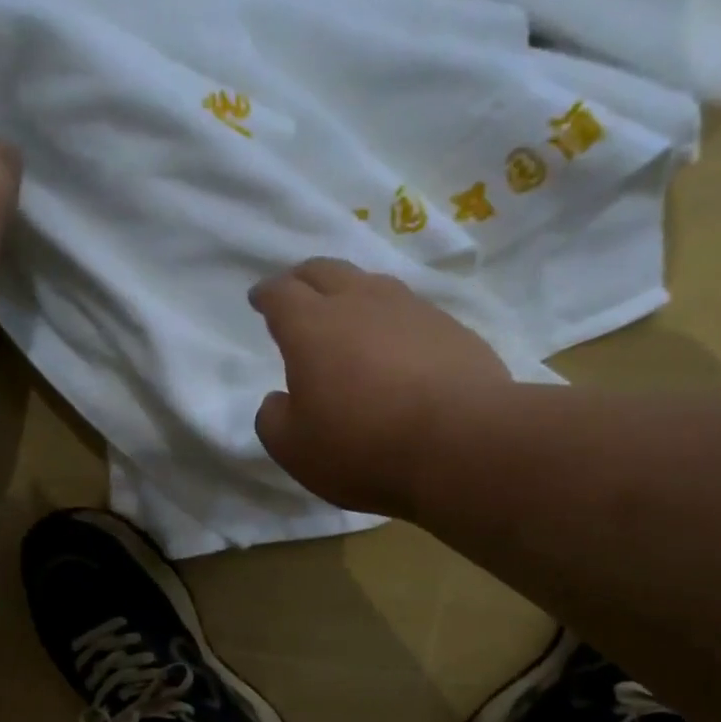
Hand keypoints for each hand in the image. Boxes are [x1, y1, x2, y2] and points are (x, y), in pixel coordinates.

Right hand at [251, 258, 510, 516]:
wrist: (461, 444)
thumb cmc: (363, 448)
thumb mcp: (295, 450)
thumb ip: (273, 420)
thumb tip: (278, 400)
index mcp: (312, 327)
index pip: (281, 294)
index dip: (266, 294)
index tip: (259, 298)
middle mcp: (360, 303)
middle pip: (325, 271)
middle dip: (303, 279)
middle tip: (296, 291)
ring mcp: (411, 310)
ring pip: (372, 284)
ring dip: (352, 293)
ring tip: (348, 314)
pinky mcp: (451, 329)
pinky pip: (411, 312)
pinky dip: (392, 321)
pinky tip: (397, 345)